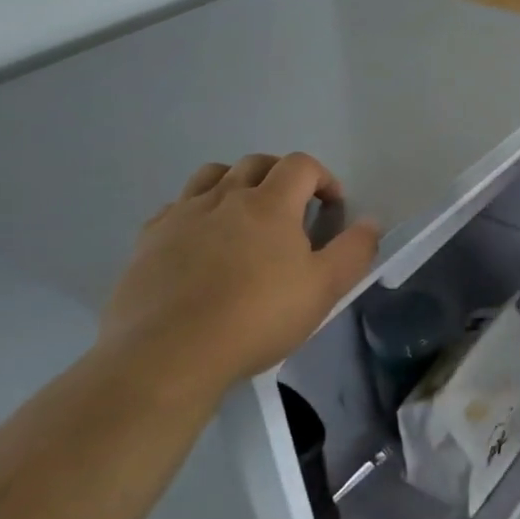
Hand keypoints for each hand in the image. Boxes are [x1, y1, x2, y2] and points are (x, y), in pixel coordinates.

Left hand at [98, 153, 379, 397]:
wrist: (167, 355)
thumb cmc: (257, 318)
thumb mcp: (324, 289)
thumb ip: (354, 250)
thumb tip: (371, 222)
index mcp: (270, 204)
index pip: (301, 165)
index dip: (323, 178)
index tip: (332, 208)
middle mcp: (225, 197)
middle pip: (257, 163)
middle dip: (281, 176)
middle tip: (292, 209)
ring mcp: (182, 215)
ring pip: (212, 175)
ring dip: (236, 183)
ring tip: (244, 216)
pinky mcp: (148, 240)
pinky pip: (176, 207)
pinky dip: (197, 211)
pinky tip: (200, 242)